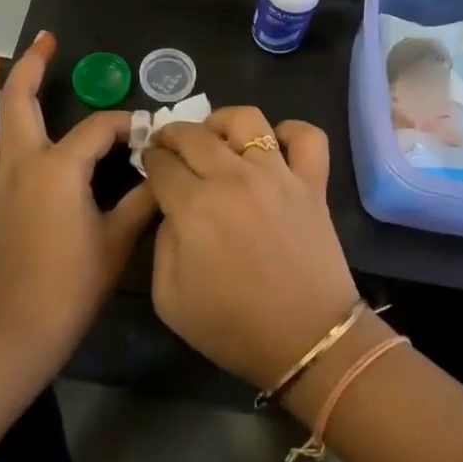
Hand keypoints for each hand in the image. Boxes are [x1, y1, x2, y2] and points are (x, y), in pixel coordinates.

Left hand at [0, 32, 156, 374]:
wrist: (18, 333)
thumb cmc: (74, 285)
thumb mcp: (119, 239)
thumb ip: (144, 199)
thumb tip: (162, 171)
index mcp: (59, 168)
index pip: (99, 128)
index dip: (125, 124)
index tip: (144, 131)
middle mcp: (17, 164)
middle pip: (17, 101)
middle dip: (32, 65)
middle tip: (45, 42)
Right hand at [143, 107, 359, 390]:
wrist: (308, 341)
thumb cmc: (233, 327)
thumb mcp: (169, 298)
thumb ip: (162, 242)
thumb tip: (173, 210)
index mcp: (194, 207)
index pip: (161, 163)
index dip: (150, 161)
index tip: (150, 167)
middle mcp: (234, 178)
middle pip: (194, 133)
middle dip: (173, 136)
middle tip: (171, 149)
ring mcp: (278, 174)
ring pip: (246, 119)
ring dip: (222, 123)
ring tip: (217, 141)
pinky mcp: (312, 182)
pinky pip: (306, 136)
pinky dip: (289, 132)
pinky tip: (274, 148)